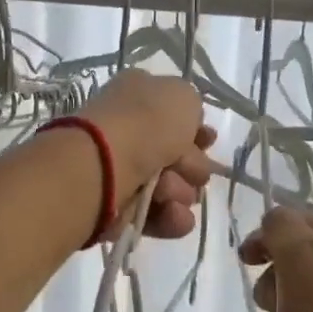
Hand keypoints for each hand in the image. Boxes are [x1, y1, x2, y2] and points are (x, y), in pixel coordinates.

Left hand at [77, 71, 215, 239]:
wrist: (103, 167)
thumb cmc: (146, 123)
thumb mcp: (182, 96)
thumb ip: (191, 106)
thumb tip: (186, 128)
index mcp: (137, 95)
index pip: (173, 113)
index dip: (196, 129)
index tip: (209, 141)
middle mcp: (127, 130)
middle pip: (176, 153)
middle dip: (193, 165)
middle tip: (192, 171)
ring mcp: (121, 169)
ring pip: (171, 186)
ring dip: (180, 191)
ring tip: (169, 193)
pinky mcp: (118, 206)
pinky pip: (157, 213)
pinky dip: (170, 217)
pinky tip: (172, 214)